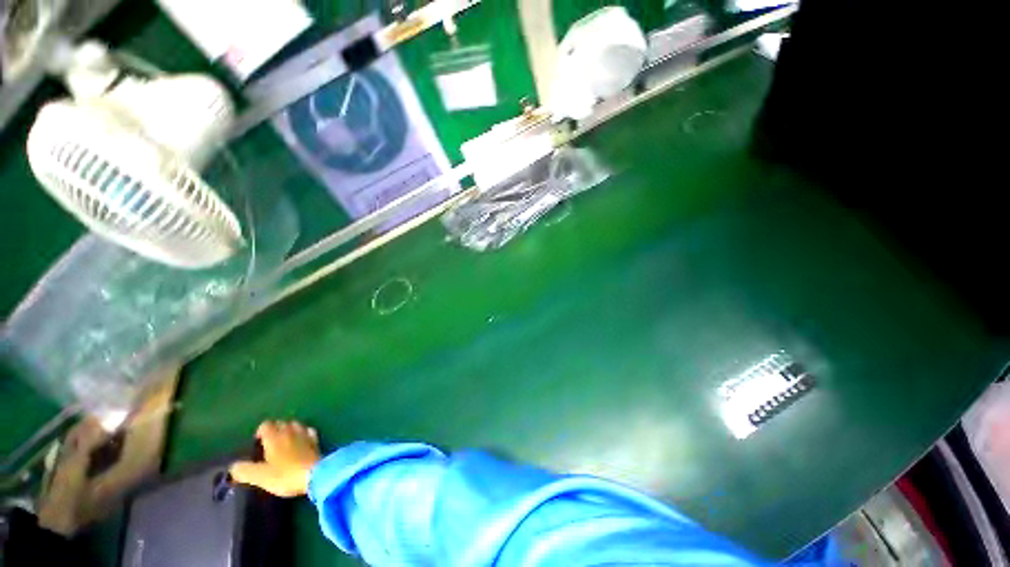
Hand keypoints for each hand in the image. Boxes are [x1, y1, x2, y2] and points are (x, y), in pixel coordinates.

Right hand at [230, 420, 320, 496]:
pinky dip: (304, 433)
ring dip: (289, 430)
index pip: (266, 425)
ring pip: (296, 425)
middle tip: (269, 444)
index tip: (257, 443)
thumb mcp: (259, 476)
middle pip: (281, 423)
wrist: (314, 475)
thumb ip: (244, 471)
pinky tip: (302, 441)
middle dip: (275, 429)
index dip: (260, 431)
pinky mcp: (316, 440)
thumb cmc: (285, 475)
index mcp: (275, 437)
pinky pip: (309, 431)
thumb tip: (233, 467)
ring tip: (284, 442)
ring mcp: (305, 434)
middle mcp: (290, 431)